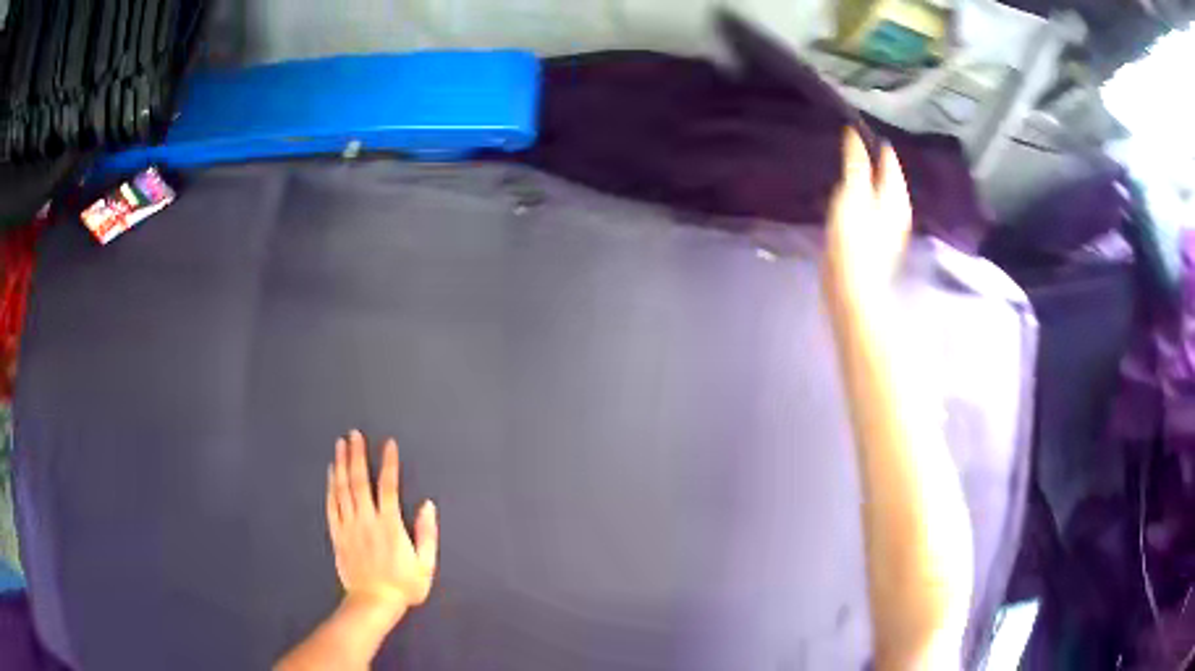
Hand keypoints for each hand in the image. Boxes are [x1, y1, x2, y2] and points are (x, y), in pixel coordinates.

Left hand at [327, 430, 437, 621]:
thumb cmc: (403, 585)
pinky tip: (330, 473)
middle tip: (354, 434)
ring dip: (341, 465)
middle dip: (357, 455)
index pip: (388, 486)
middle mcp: (366, 520)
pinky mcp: (337, 534)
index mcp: (389, 524)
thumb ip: (427, 533)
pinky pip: (332, 505)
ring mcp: (349, 526)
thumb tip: (427, 505)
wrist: (373, 602)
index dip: (388, 463)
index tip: (388, 443)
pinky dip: (330, 487)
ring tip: (340, 445)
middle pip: (359, 481)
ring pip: (342, 489)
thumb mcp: (425, 564)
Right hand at [823, 128, 911, 308]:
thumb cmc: (854, 241)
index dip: (871, 140)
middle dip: (870, 159)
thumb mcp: (853, 194)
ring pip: (877, 191)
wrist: (852, 290)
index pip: (887, 157)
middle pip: (884, 175)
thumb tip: (854, 134)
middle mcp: (896, 208)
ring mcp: (886, 226)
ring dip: (863, 178)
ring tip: (845, 166)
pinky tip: (846, 198)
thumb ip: (855, 163)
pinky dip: (858, 196)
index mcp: (895, 195)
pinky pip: (867, 207)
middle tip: (847, 143)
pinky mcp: (873, 240)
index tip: (852, 126)